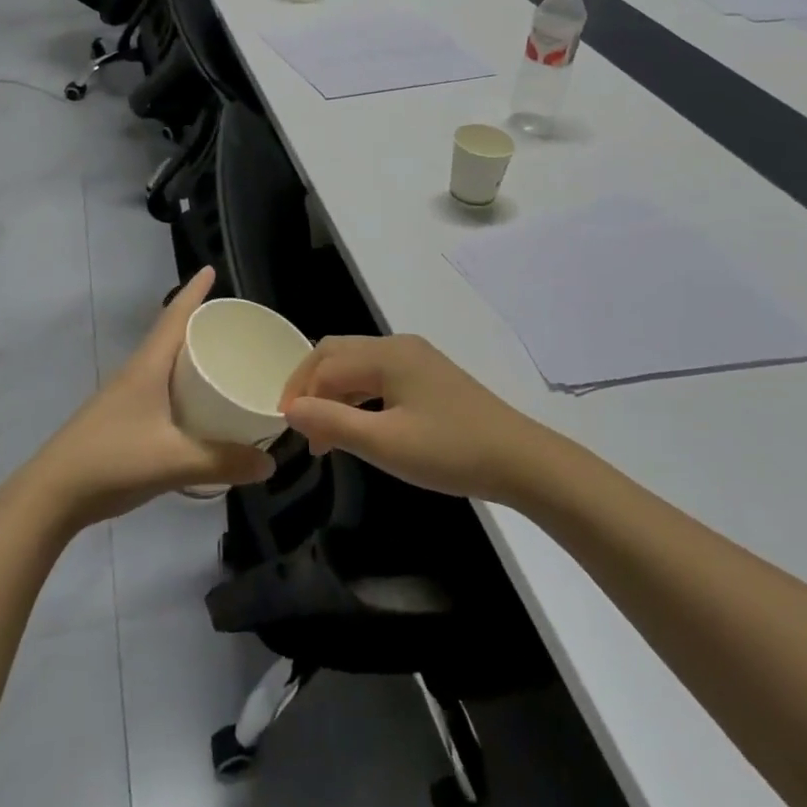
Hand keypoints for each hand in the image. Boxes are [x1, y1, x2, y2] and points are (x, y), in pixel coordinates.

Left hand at [27, 268, 275, 528]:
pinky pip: (159, 386)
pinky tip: (195, 403)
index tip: (210, 269)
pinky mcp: (121, 418)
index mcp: (148, 367)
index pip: (174, 316)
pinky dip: (181, 382)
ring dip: (189, 352)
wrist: (51, 495)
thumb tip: (271, 463)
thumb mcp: (174, 462)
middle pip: (170, 335)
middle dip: (199, 322)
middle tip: (234, 322)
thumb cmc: (112, 462)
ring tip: (222, 357)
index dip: (194, 292)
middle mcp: (136, 373)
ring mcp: (124, 396)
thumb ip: (223, 462)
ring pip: (163, 362)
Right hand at [278, 334, 551, 504]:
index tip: (287, 431)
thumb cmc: (449, 451)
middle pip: (338, 355)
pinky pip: (379, 377)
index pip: (325, 363)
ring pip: (359, 366)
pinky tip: (357, 426)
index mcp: (386, 354)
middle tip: (300, 428)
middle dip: (311, 387)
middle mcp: (398, 346)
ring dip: (334, 394)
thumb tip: (290, 409)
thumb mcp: (385, 443)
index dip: (299, 393)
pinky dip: (358, 397)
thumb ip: (333, 422)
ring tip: (324, 437)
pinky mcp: (429, 377)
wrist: (519, 460)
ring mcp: (417, 359)